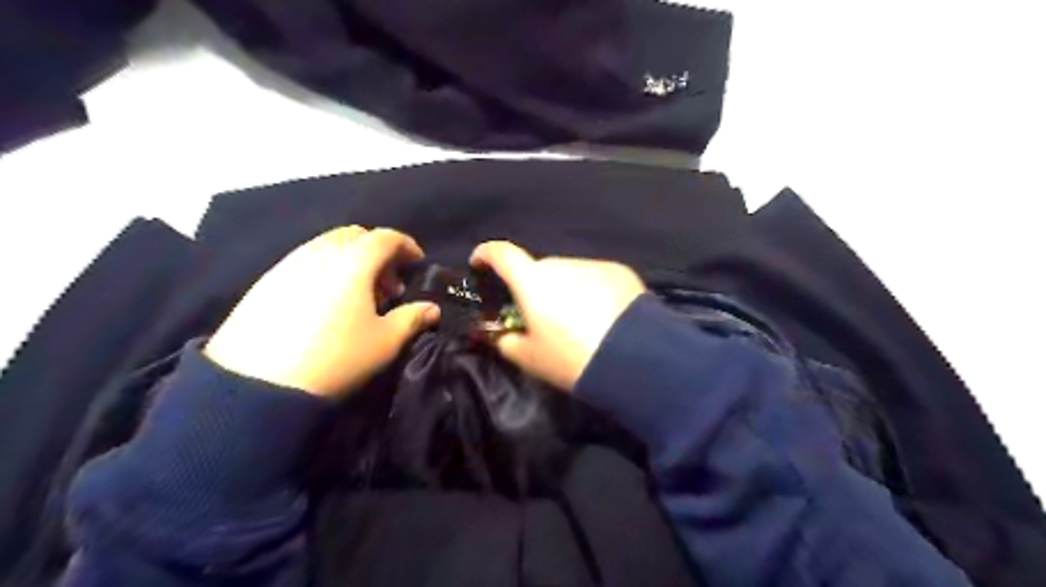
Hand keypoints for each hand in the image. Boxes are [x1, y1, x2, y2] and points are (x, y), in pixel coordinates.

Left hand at [207, 226, 437, 396]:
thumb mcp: (384, 342)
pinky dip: (325, 269)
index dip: (406, 245)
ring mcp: (288, 264)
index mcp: (353, 262)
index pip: (385, 237)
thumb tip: (432, 309)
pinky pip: (304, 261)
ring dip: (351, 260)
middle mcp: (320, 252)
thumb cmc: (335, 357)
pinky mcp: (265, 281)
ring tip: (357, 295)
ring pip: (327, 246)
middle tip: (388, 283)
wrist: (257, 383)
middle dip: (378, 252)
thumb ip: (412, 319)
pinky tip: (324, 302)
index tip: (416, 262)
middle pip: (355, 236)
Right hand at [468, 239, 645, 389]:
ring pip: (568, 274)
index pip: (501, 254)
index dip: (486, 254)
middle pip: (538, 270)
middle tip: (542, 317)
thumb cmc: (572, 358)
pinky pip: (594, 277)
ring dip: (565, 289)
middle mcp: (561, 264)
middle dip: (534, 287)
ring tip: (579, 322)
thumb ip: (506, 341)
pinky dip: (590, 290)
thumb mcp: (530, 358)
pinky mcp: (619, 271)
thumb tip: (502, 334)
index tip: (480, 263)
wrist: (635, 359)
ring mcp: (592, 265)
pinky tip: (603, 317)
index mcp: (532, 281)